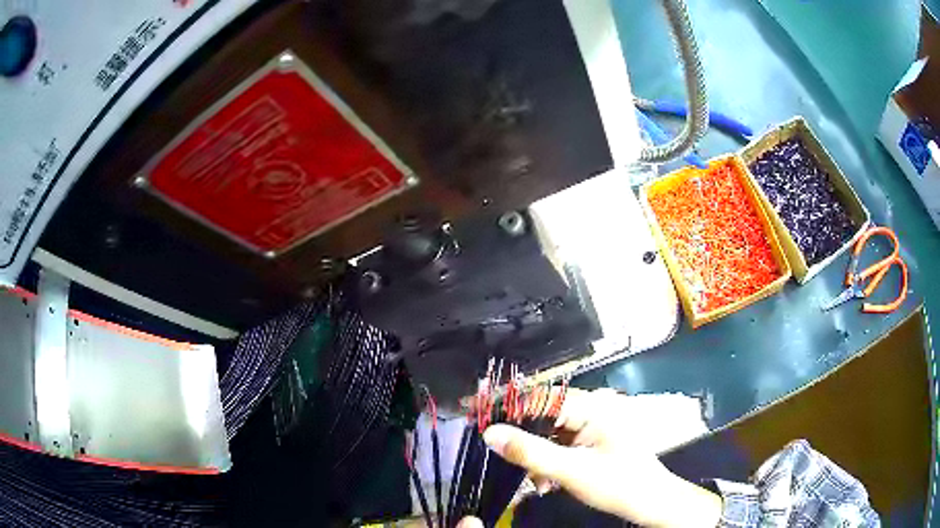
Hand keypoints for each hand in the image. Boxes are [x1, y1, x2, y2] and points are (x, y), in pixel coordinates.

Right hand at [461, 388, 720, 527]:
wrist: (650, 502)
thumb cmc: (618, 483)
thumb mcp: (571, 471)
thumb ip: (530, 452)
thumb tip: (489, 433)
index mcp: (592, 406)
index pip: (540, 397)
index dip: (506, 404)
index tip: (474, 413)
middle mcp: (591, 409)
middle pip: (542, 414)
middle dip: (520, 436)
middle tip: (495, 450)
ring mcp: (591, 426)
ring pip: (548, 432)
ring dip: (535, 455)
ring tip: (534, 480)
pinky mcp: (590, 442)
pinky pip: (559, 445)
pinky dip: (547, 462)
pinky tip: (545, 483)